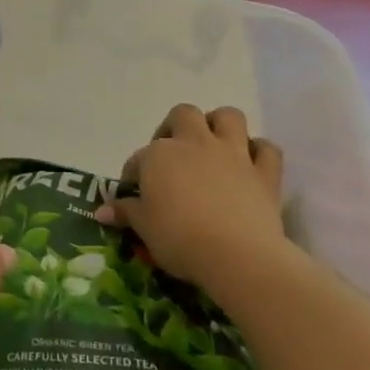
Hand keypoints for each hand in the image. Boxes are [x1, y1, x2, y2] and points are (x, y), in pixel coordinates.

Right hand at [94, 104, 289, 304]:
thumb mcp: (143, 228)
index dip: (134, 175)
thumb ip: (125, 213)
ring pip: (228, 116)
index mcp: (159, 155)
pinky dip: (259, 152)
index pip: (138, 158)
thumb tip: (102, 211)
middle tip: (172, 154)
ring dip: (220, 125)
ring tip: (212, 145)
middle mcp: (195, 143)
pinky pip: (267, 149)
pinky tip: (250, 164)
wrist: (236, 255)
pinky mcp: (264, 172)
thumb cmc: (178, 238)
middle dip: (176, 127)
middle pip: (184, 115)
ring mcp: (233, 154)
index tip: (133, 195)